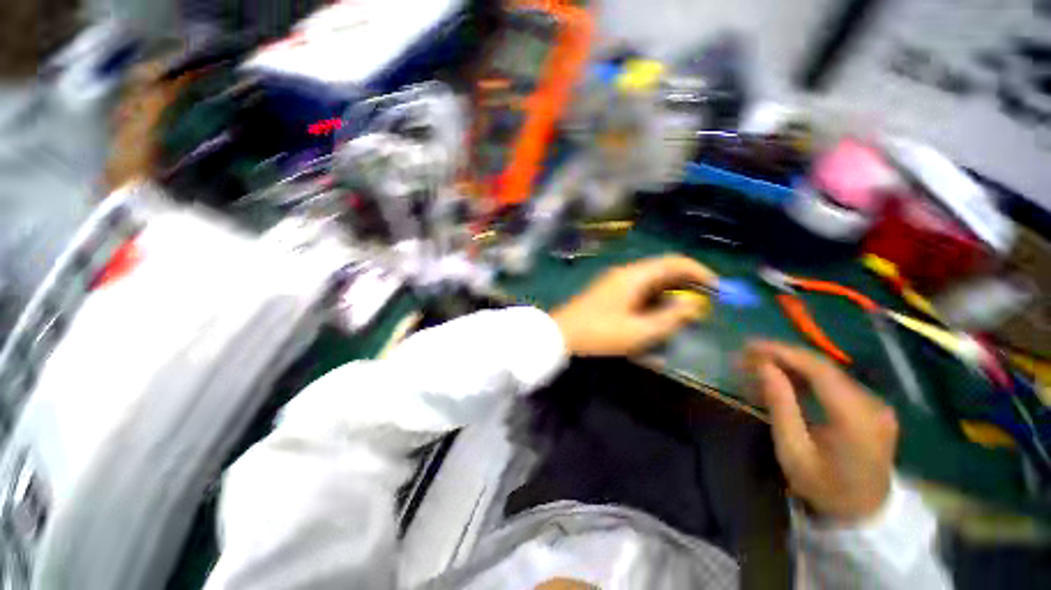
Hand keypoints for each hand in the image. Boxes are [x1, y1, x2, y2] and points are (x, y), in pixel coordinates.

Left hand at [550, 255, 715, 356]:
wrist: (562, 333)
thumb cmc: (600, 332)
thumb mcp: (639, 331)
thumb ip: (669, 317)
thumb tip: (693, 304)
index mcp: (634, 276)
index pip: (673, 262)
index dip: (698, 271)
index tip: (716, 287)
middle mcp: (626, 273)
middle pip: (663, 269)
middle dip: (686, 282)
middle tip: (705, 300)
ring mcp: (615, 281)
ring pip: (651, 279)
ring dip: (670, 291)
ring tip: (686, 309)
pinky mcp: (609, 292)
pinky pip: (639, 288)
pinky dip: (654, 297)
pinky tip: (660, 312)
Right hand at [743, 341, 898, 523]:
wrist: (865, 513)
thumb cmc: (824, 487)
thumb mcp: (793, 451)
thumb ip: (780, 405)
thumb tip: (764, 367)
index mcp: (856, 418)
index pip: (819, 370)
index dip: (783, 353)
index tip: (750, 345)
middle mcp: (872, 405)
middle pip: (823, 367)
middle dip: (783, 356)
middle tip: (748, 354)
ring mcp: (875, 405)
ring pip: (827, 372)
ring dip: (791, 366)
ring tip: (758, 366)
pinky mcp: (871, 407)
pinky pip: (834, 383)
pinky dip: (805, 378)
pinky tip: (783, 380)